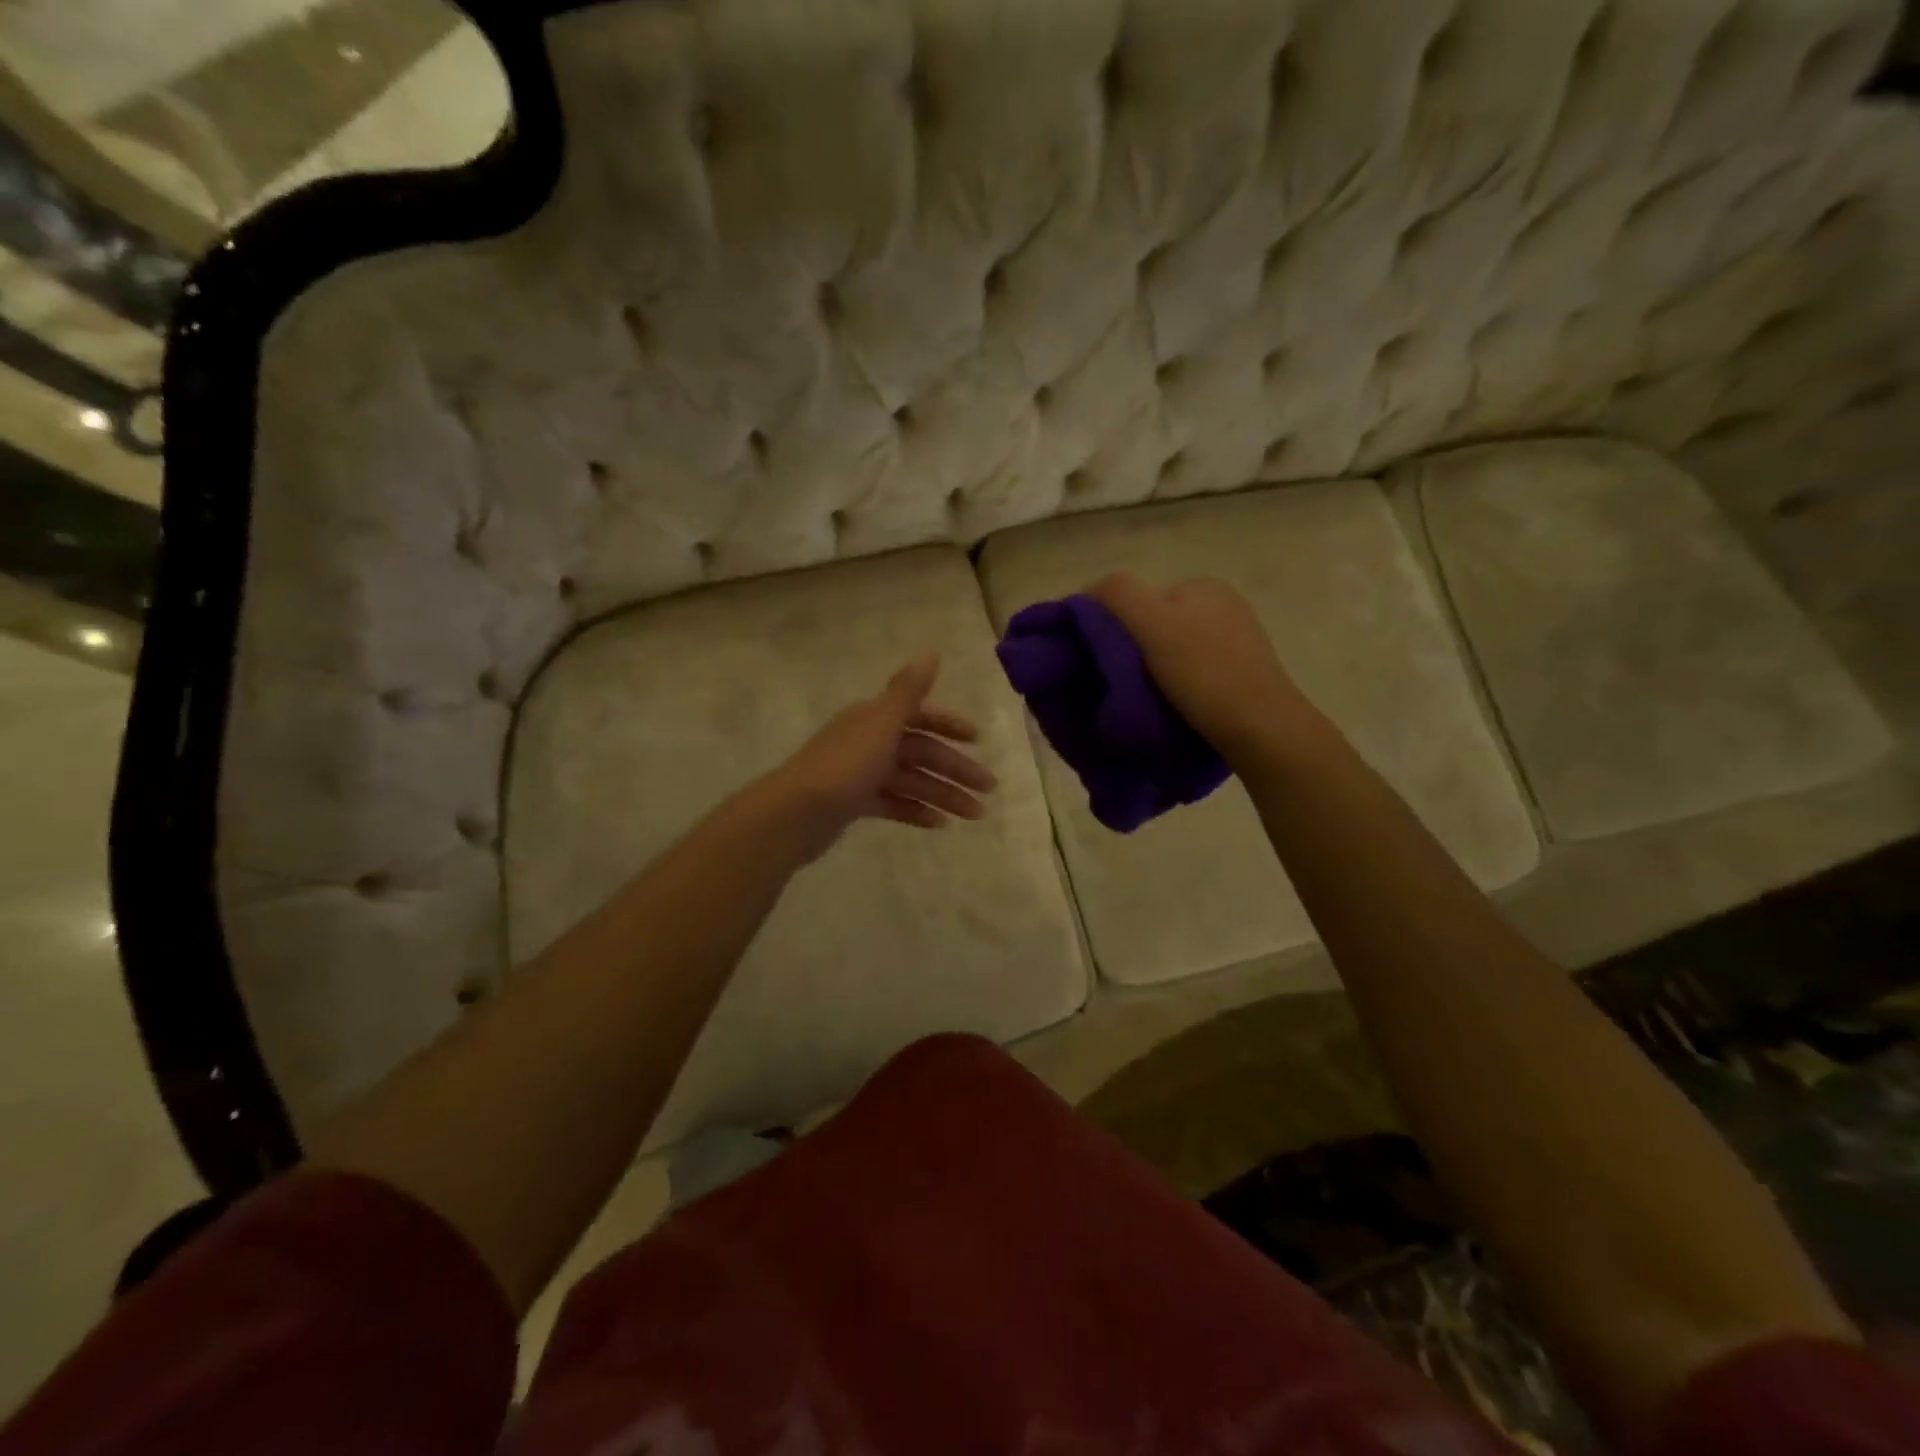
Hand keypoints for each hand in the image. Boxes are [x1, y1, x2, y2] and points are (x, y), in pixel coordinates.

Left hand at [765, 654, 994, 858]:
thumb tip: (932, 651)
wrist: (795, 813)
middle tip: (989, 790)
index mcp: (875, 718)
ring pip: (911, 780)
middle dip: (956, 769)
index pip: (920, 715)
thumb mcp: (881, 724)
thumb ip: (909, 691)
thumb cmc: (844, 765)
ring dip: (943, 795)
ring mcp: (860, 773)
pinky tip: (940, 825)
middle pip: (921, 751)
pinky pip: (893, 804)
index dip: (950, 725)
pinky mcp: (853, 803)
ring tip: (975, 816)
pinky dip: (916, 811)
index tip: (978, 740)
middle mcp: (868, 741)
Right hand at [1086, 572, 1306, 757]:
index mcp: (1203, 585)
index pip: (1139, 598)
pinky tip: (1177, 706)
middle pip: (1156, 625)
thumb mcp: (1151, 623)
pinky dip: (1179, 686)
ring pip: (1174, 651)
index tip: (1106, 661)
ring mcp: (1238, 640)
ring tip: (1149, 699)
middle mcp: (1225, 605)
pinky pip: (1195, 673)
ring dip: (1156, 672)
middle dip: (1136, 651)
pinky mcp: (1245, 674)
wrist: (1260, 729)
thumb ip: (1117, 594)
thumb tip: (1089, 592)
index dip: (1116, 627)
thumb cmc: (1203, 673)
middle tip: (1123, 684)